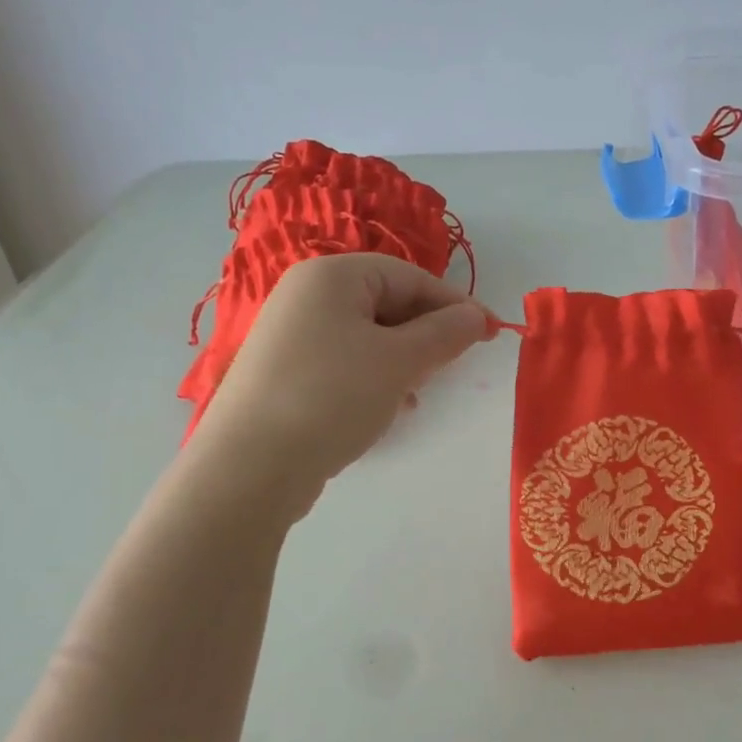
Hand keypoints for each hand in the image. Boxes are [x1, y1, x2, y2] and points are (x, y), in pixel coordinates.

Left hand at [189, 254, 488, 517]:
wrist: (251, 465)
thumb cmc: (332, 396)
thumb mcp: (399, 362)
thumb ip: (444, 333)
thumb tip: (474, 316)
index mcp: (332, 276)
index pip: (410, 277)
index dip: (455, 304)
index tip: (490, 334)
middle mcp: (307, 296)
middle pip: (387, 303)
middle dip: (426, 335)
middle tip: (451, 367)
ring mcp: (291, 336)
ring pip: (368, 337)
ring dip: (403, 361)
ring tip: (418, 393)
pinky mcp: (286, 373)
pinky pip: (345, 363)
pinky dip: (374, 379)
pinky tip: (388, 409)